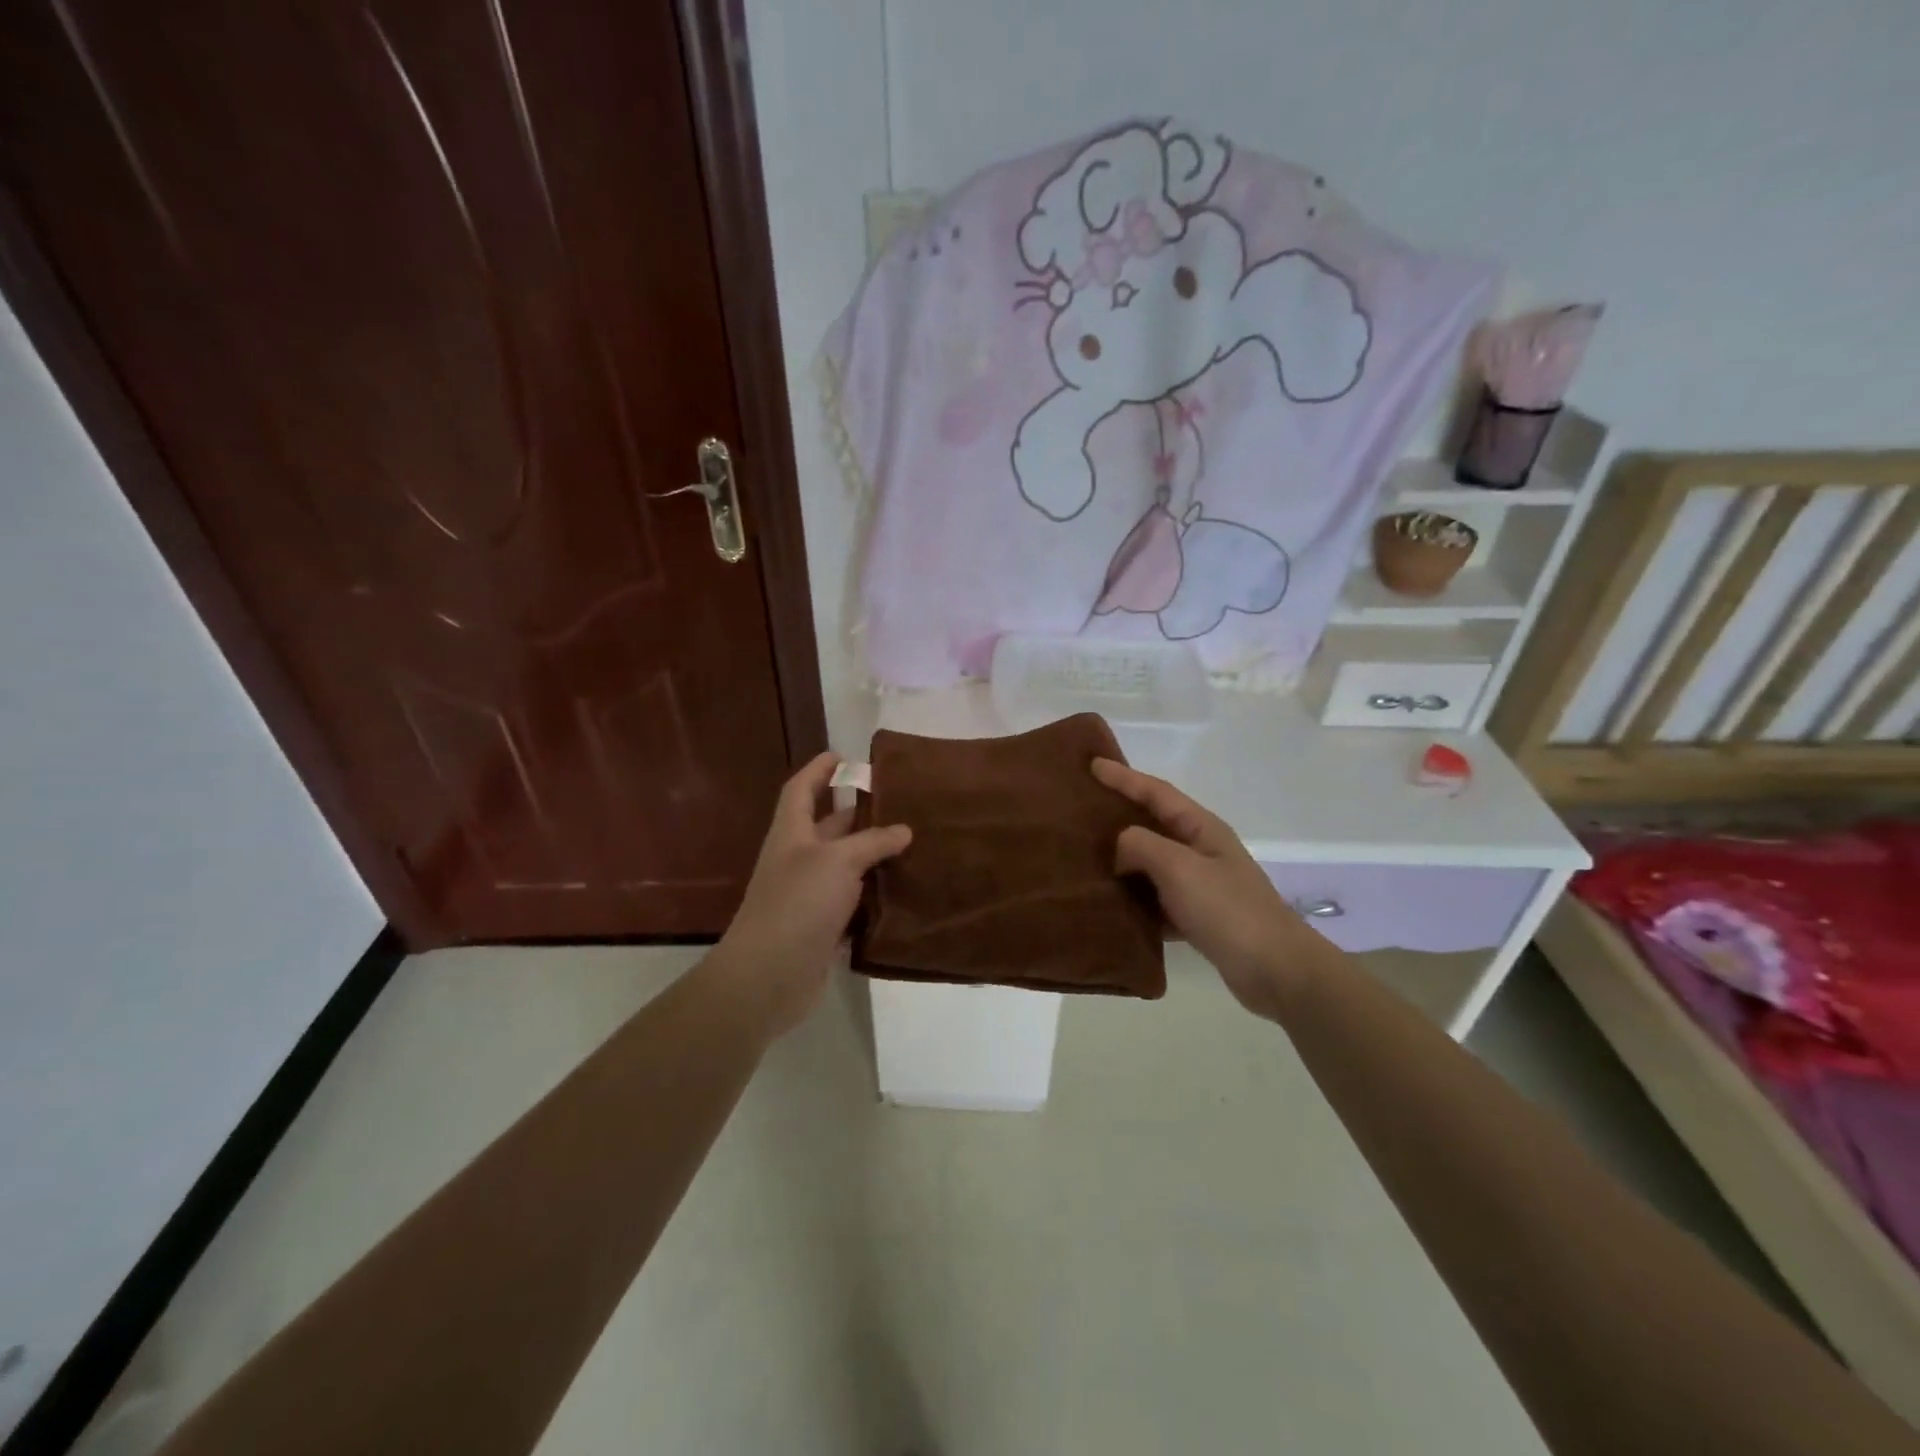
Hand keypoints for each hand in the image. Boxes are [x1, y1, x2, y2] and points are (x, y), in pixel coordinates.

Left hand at [711, 751, 911, 1038]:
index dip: (818, 770)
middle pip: (828, 826)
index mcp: (791, 833)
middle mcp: (798, 859)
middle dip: (857, 812)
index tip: (843, 755)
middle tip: (897, 802)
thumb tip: (904, 830)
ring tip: (911, 842)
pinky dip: (874, 894)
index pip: (801, 789)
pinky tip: (902, 890)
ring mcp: (809, 895)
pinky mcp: (823, 926)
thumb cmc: (798, 903)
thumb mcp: (837, 861)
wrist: (769, 976)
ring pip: (845, 865)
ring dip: (872, 855)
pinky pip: (853, 901)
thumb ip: (872, 842)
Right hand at [1092, 758, 1324, 1019]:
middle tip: (1082, 809)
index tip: (1092, 765)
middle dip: (1120, 814)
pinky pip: (1156, 899)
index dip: (1124, 777)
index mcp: (1201, 828)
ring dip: (1123, 860)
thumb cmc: (1227, 909)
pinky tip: (1110, 906)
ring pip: (1152, 864)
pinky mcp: (1198, 917)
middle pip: (1153, 824)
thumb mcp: (1179, 867)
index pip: (1156, 792)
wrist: (1275, 970)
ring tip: (1086, 858)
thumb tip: (1120, 847)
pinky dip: (1135, 900)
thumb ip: (1141, 845)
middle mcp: (1201, 850)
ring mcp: (1201, 884)